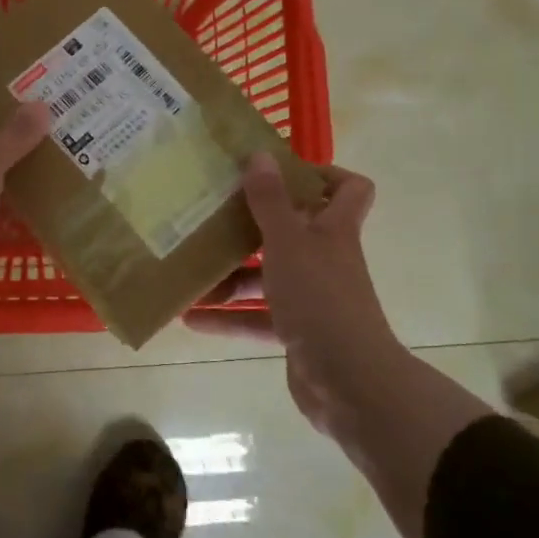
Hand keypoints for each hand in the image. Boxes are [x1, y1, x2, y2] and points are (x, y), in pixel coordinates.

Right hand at [185, 155, 398, 445]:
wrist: (348, 382)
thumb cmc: (320, 299)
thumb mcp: (288, 243)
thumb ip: (270, 201)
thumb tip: (260, 155)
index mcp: (333, 230)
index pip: (348, 188)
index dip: (322, 174)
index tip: (278, 172)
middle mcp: (325, 259)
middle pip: (293, 231)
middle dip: (252, 226)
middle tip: (213, 216)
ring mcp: (312, 298)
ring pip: (268, 277)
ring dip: (231, 277)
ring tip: (190, 272)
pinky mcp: (298, 332)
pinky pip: (258, 318)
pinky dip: (228, 317)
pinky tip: (191, 318)